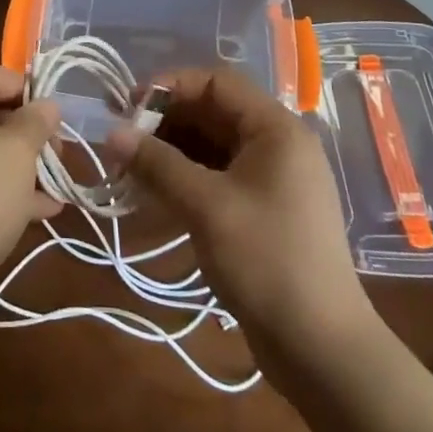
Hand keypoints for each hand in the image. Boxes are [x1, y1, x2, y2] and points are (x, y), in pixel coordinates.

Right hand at [105, 67, 377, 378]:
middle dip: (165, 121)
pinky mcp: (262, 209)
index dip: (171, 86)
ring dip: (169, 150)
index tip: (128, 107)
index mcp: (275, 129)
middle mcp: (276, 144)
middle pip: (212, 112)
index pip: (217, 82)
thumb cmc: (267, 262)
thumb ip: (157, 164)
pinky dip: (184, 177)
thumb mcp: (206, 207)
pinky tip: (152, 191)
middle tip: (122, 140)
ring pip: (210, 145)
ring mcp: (271, 179)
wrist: (321, 350)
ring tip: (129, 167)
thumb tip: (111, 134)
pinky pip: (216, 175)